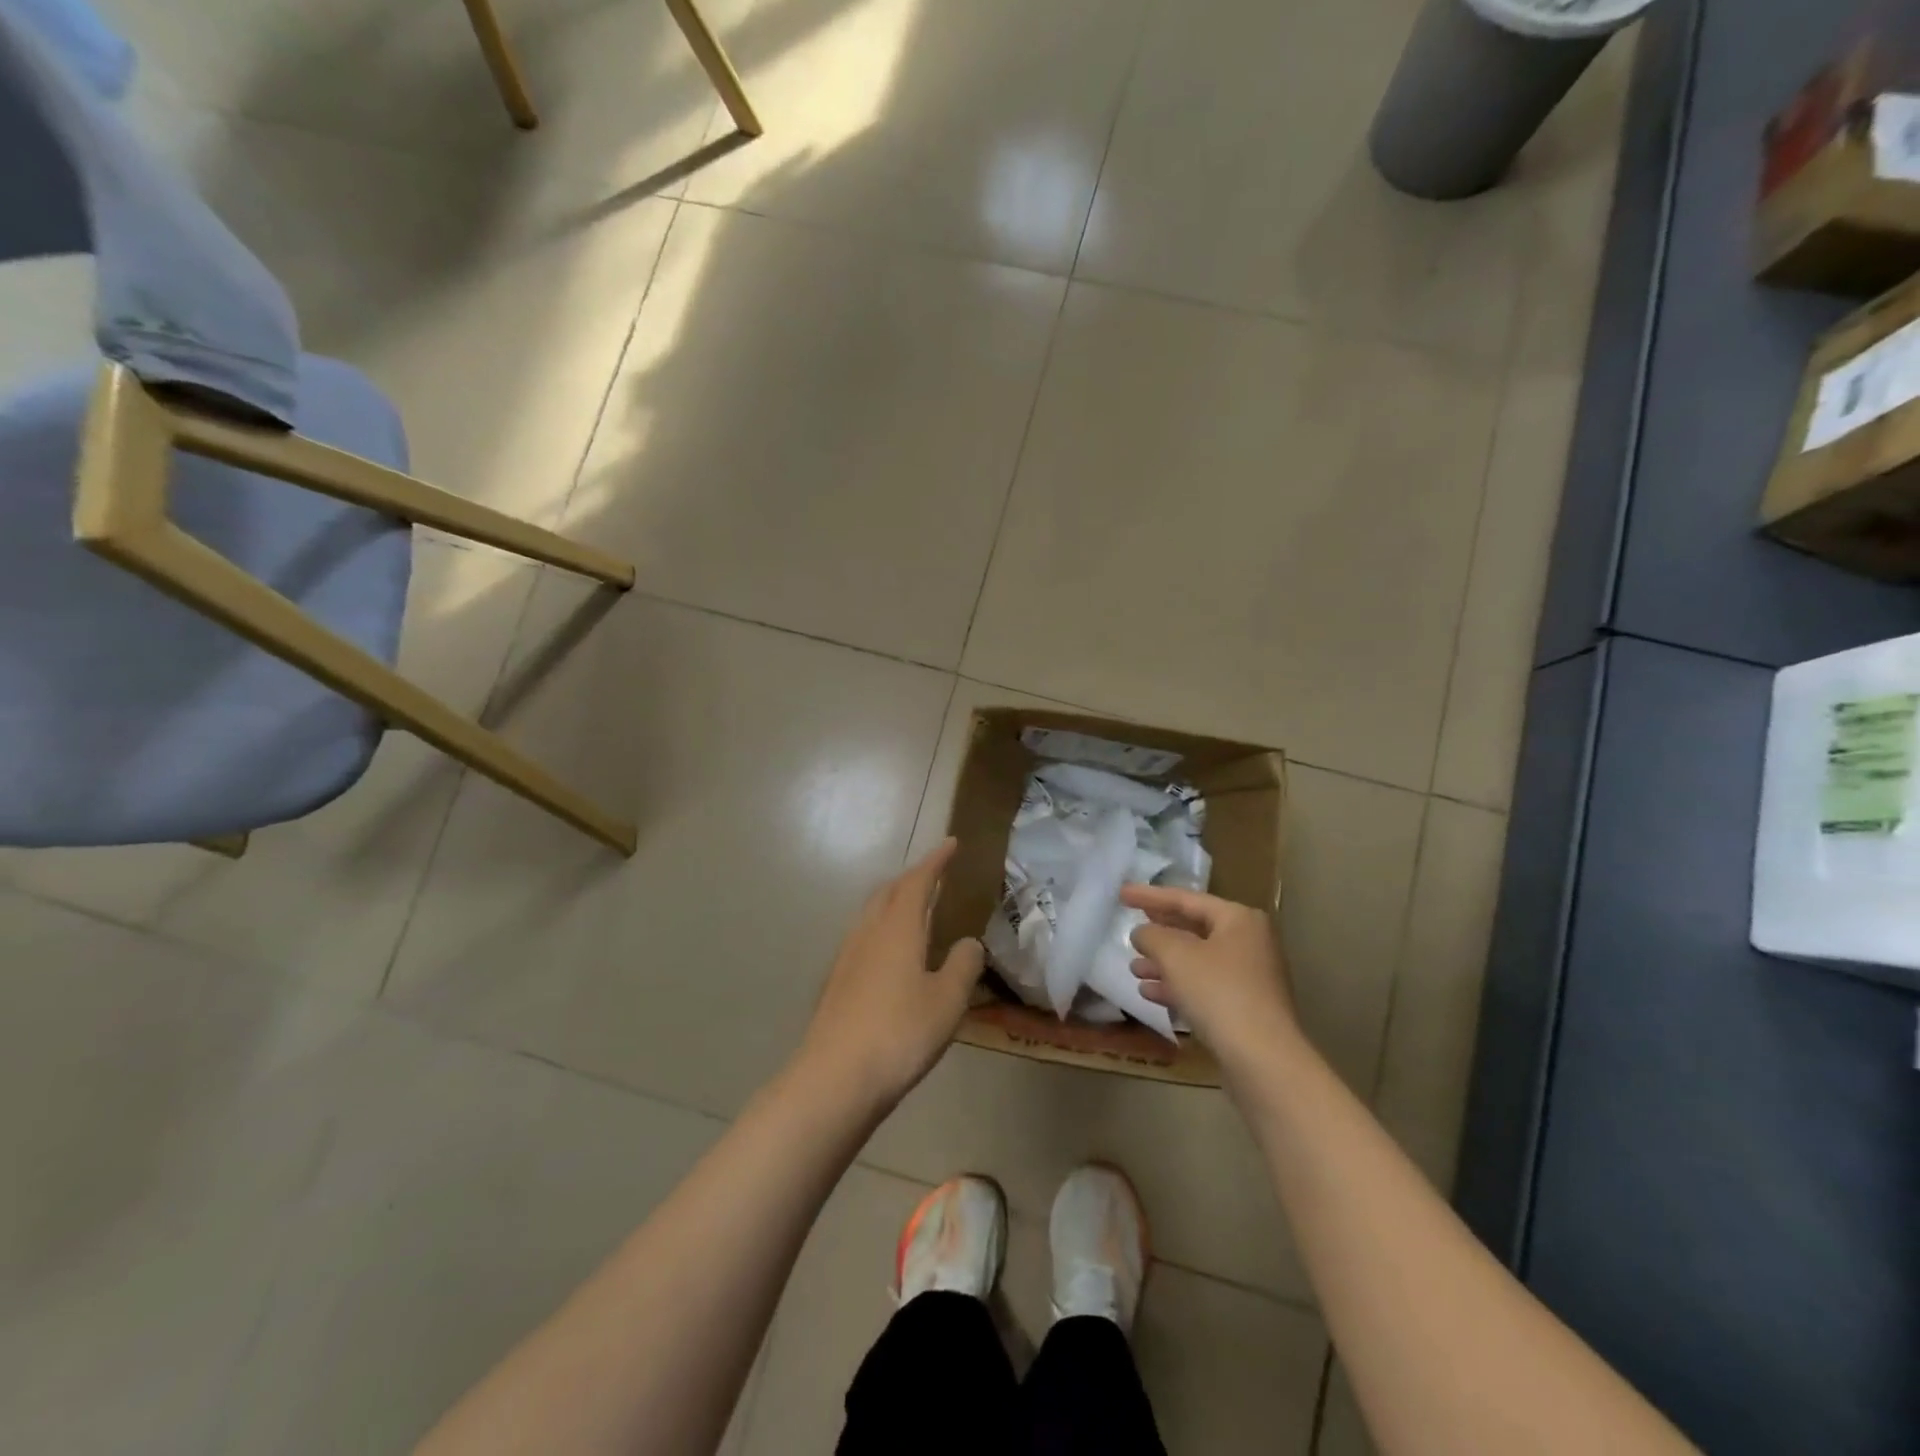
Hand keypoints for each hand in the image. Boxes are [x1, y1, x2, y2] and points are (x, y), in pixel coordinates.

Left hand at [796, 839, 985, 1111]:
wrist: (834, 1078)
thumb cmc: (899, 1033)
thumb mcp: (947, 1001)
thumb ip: (963, 966)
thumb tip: (969, 943)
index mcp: (898, 928)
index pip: (918, 881)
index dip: (936, 861)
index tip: (951, 844)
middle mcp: (869, 933)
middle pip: (889, 892)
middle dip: (912, 878)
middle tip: (934, 875)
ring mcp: (847, 957)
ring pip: (872, 914)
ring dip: (894, 902)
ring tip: (916, 910)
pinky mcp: (837, 983)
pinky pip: (864, 938)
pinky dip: (883, 929)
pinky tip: (890, 955)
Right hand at [1123, 885, 1299, 1074]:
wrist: (1262, 1059)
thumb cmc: (1219, 993)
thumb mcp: (1176, 956)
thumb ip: (1152, 936)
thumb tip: (1143, 933)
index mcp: (1239, 919)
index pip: (1186, 899)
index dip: (1150, 896)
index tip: (1121, 894)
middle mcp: (1249, 942)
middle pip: (1194, 928)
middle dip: (1159, 932)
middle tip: (1131, 926)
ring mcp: (1250, 977)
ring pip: (1197, 960)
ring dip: (1164, 963)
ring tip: (1134, 968)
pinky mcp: (1245, 1007)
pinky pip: (1204, 986)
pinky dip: (1177, 986)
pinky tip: (1150, 993)